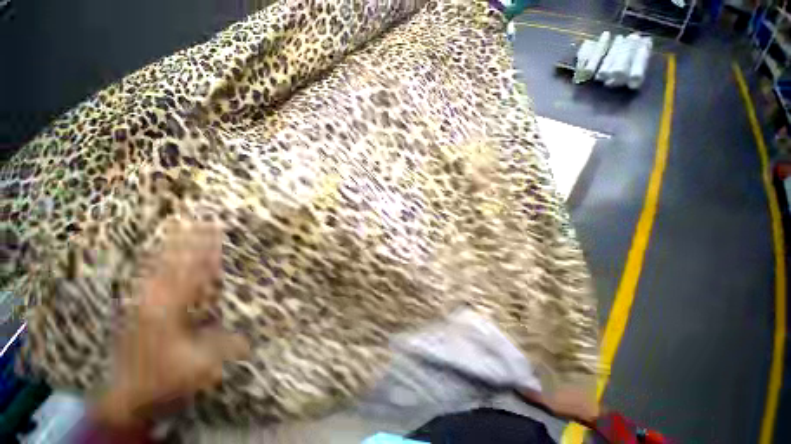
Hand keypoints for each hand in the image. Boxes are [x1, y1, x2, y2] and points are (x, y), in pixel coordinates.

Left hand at [92, 220, 248, 428]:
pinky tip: (161, 252)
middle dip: (191, 241)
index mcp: (170, 310)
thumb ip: (225, 348)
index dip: (206, 252)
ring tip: (183, 227)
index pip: (193, 273)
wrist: (125, 395)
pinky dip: (158, 260)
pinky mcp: (136, 307)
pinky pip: (149, 275)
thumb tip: (251, 338)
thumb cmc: (163, 379)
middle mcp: (154, 300)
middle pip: (175, 263)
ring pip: (159, 266)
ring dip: (173, 246)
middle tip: (204, 222)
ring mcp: (141, 302)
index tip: (217, 233)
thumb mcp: (199, 367)